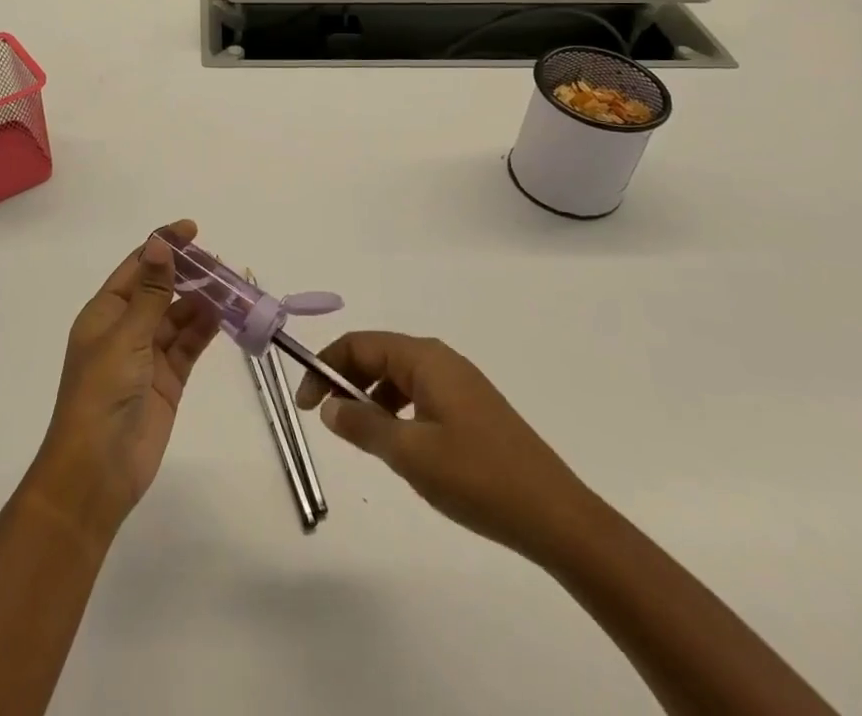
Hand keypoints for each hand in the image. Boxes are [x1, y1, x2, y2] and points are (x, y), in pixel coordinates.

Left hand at [24, 221, 219, 543]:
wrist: (97, 472)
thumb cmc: (101, 394)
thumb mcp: (126, 336)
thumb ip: (150, 292)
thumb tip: (159, 243)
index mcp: (105, 313)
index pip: (137, 267)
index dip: (163, 246)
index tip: (192, 230)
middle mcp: (126, 329)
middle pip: (161, 290)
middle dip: (188, 274)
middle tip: (221, 262)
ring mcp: (148, 355)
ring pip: (179, 317)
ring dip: (202, 301)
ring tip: (232, 285)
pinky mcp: (168, 380)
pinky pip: (189, 345)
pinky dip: (206, 329)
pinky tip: (227, 315)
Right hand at [294, 331, 596, 565]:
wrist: (557, 518)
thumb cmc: (478, 477)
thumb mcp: (410, 454)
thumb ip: (363, 425)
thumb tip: (328, 406)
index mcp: (425, 358)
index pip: (359, 344)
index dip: (325, 367)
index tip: (304, 403)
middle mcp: (441, 359)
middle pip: (378, 354)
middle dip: (345, 380)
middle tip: (324, 418)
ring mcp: (460, 384)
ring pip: (398, 376)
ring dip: (370, 396)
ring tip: (359, 435)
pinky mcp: (472, 409)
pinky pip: (419, 395)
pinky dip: (396, 410)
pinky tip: (398, 445)